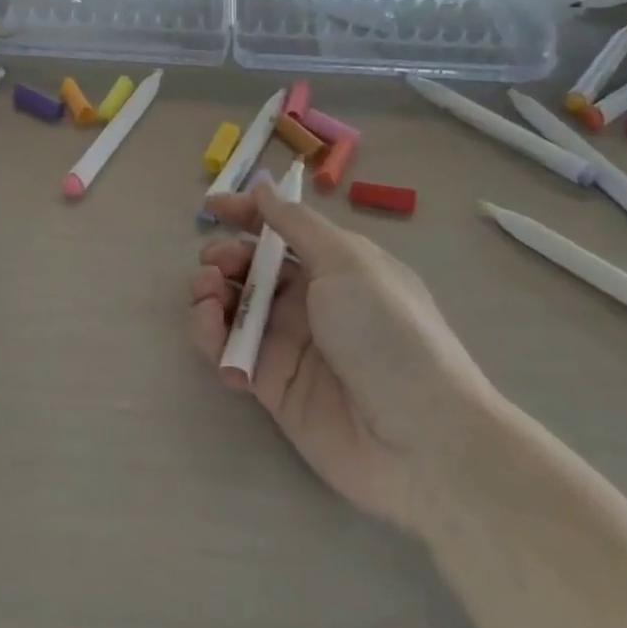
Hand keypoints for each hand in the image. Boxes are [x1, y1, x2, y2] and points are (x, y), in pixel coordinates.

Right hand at [189, 179, 495, 528]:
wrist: (421, 439)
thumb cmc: (387, 331)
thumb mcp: (346, 262)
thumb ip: (296, 225)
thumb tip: (264, 188)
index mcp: (333, 263)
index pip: (280, 228)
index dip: (245, 213)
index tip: (210, 208)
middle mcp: (309, 298)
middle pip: (250, 267)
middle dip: (223, 258)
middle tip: (214, 267)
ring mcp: (289, 342)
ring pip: (233, 307)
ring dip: (209, 295)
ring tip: (205, 300)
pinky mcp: (272, 385)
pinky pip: (230, 351)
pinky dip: (212, 340)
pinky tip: (214, 338)